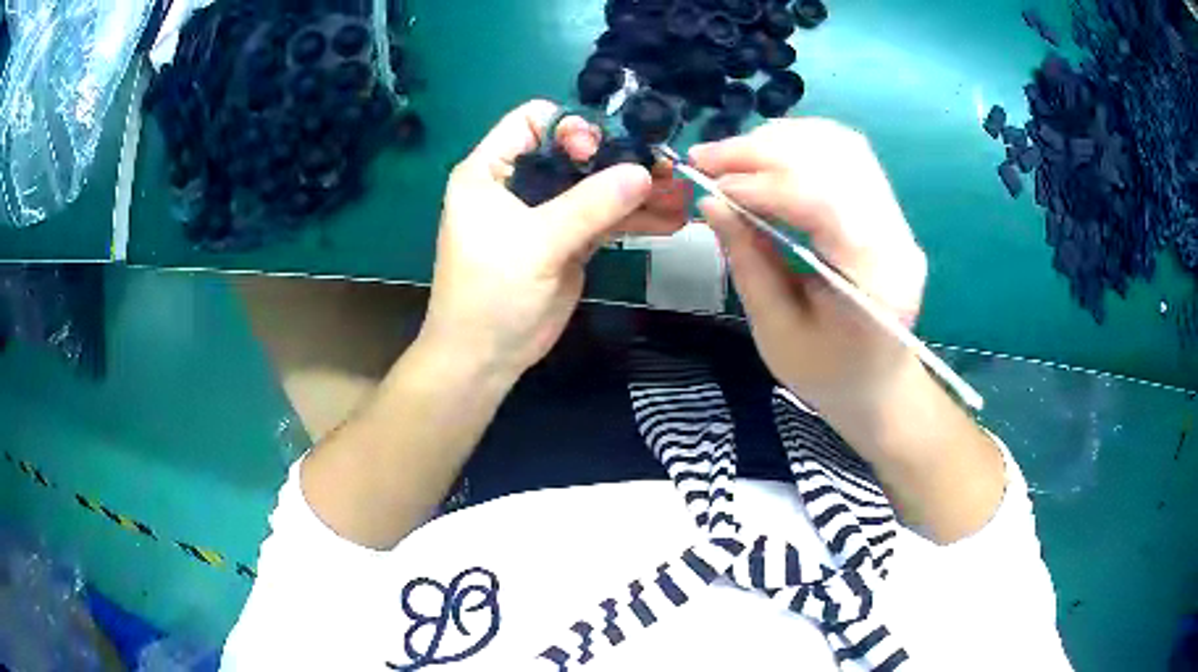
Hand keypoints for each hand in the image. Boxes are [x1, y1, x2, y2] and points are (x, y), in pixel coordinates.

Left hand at [420, 100, 689, 384]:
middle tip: (664, 167)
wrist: (485, 359)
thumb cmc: (491, 293)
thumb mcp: (536, 243)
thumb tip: (644, 173)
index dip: (570, 127)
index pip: (532, 121)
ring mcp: (546, 213)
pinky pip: (605, 219)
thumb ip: (589, 205)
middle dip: (619, 158)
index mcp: (491, 170)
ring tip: (680, 194)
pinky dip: (635, 218)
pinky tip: (670, 220)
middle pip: (574, 152)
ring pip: (595, 187)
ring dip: (637, 189)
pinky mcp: (567, 241)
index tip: (600, 151)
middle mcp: (519, 183)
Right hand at [691, 118, 927, 416]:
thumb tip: (710, 202)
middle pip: (836, 162)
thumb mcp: (776, 333)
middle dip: (764, 150)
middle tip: (706, 157)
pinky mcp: (887, 208)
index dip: (765, 184)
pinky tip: (766, 153)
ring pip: (842, 147)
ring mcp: (897, 219)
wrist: (878, 383)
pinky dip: (800, 143)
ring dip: (780, 140)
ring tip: (731, 154)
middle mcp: (896, 239)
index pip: (826, 205)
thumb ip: (748, 263)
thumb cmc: (827, 373)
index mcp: (874, 284)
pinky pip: (846, 154)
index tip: (711, 182)